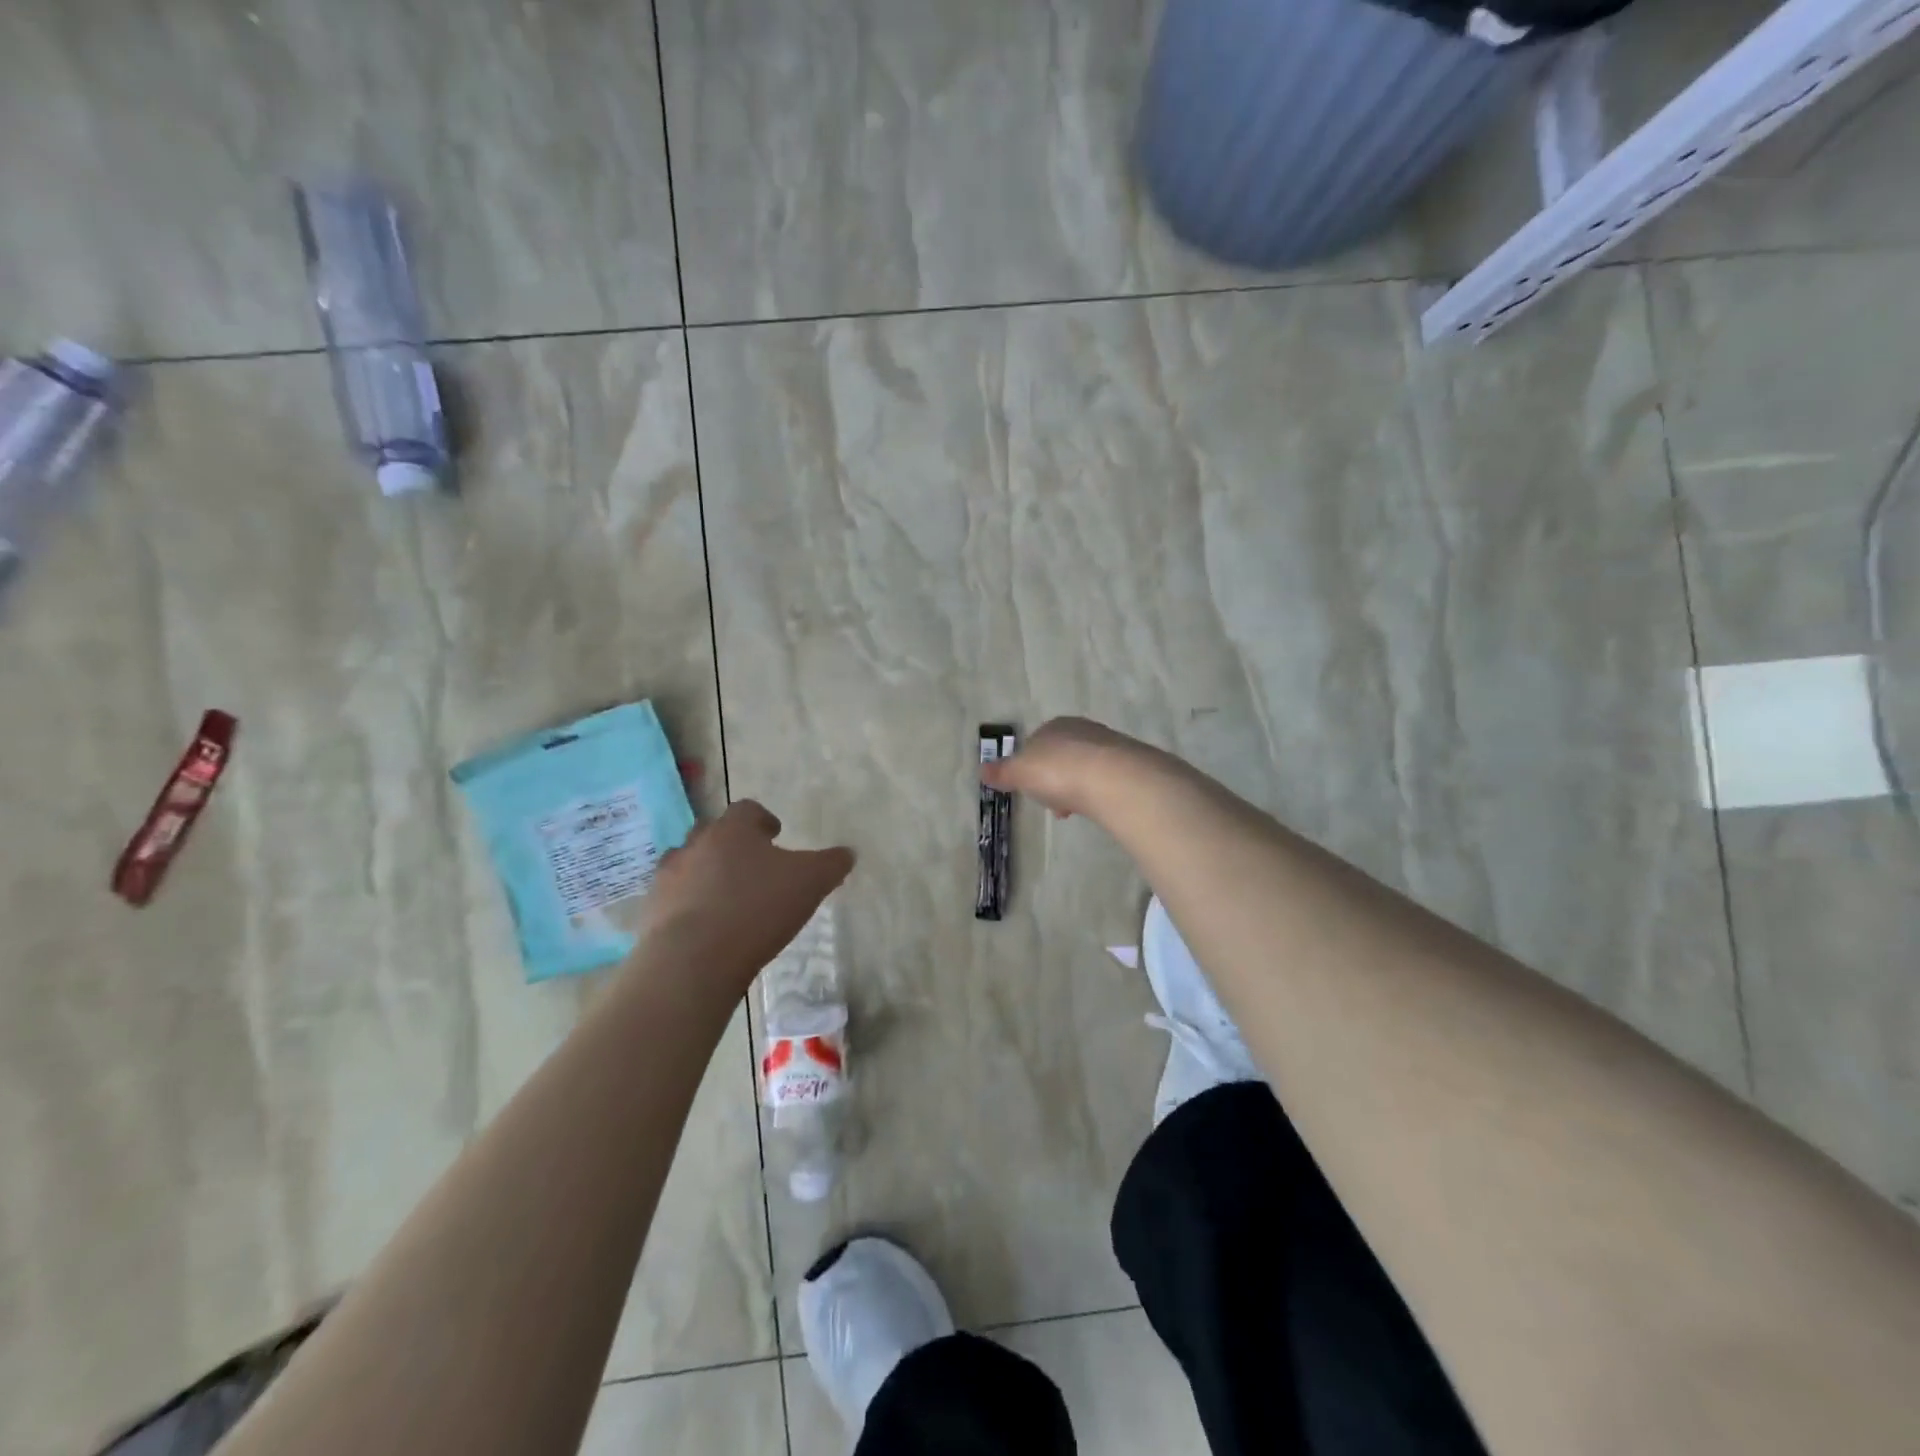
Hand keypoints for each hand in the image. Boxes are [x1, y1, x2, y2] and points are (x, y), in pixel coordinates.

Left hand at [635, 801, 854, 994]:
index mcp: (732, 830)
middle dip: (731, 846)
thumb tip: (848, 853)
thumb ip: (831, 864)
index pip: (747, 810)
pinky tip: (707, 929)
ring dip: (706, 875)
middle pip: (713, 834)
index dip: (763, 820)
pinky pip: (674, 901)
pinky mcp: (651, 913)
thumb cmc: (756, 909)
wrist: (692, 960)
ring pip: (688, 866)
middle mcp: (695, 845)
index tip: (776, 834)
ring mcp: (667, 879)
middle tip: (752, 866)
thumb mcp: (810, 883)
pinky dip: (689, 907)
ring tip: (727, 899)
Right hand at [981, 716, 1150, 820]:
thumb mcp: (1019, 772)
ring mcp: (1108, 744)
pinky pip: (1105, 779)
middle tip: (1053, 804)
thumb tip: (982, 770)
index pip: (1037, 744)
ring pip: (1084, 768)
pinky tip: (1095, 807)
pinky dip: (1096, 792)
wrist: (1110, 777)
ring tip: (1073, 811)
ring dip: (1076, 788)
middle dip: (1055, 781)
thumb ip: (1002, 772)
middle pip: (1062, 756)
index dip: (1031, 769)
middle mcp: (1082, 729)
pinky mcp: (1129, 763)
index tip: (1031, 791)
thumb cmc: (1056, 770)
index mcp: (1053, 726)